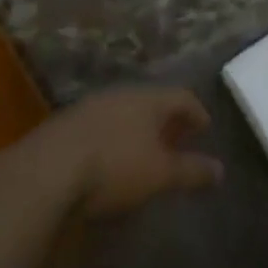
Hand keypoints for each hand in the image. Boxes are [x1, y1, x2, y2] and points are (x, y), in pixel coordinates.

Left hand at [33, 87, 225, 217]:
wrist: (47, 170)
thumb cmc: (114, 166)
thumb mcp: (159, 174)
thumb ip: (191, 171)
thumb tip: (221, 171)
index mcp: (149, 98)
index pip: (182, 96)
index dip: (197, 112)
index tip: (205, 128)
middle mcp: (123, 93)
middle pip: (152, 102)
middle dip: (166, 120)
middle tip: (177, 139)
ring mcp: (92, 106)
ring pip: (124, 112)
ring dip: (138, 129)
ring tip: (144, 151)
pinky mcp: (66, 124)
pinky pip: (101, 125)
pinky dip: (113, 138)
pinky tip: (108, 160)